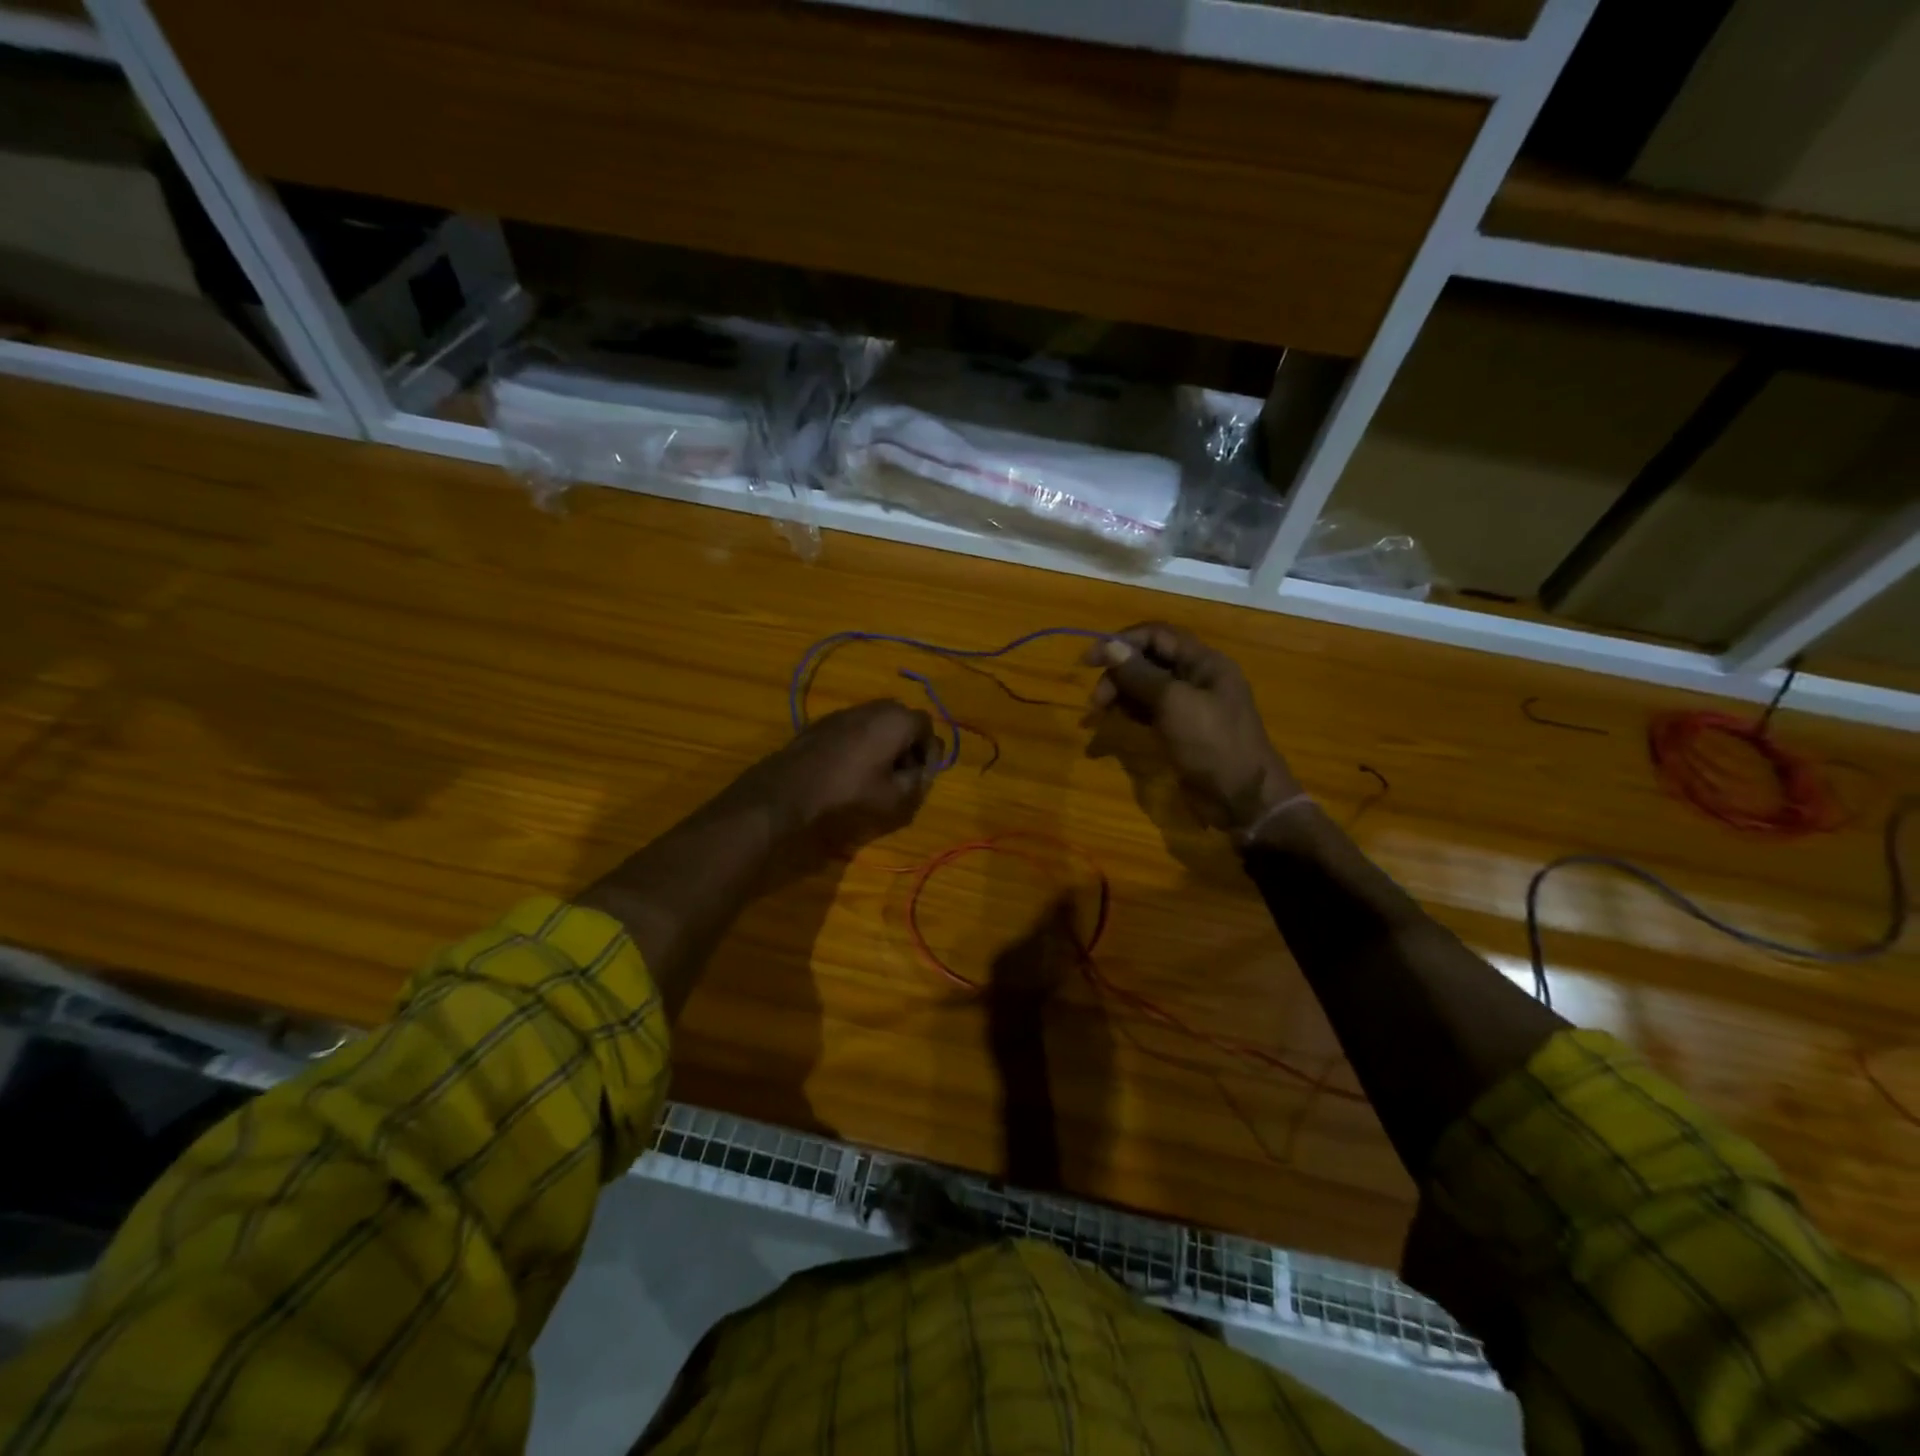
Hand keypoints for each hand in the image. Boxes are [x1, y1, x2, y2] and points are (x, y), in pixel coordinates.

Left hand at [733, 699, 938, 853]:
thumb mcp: (895, 798)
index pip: (927, 727)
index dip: (929, 753)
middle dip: (908, 745)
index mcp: (896, 720)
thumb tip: (922, 771)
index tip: (920, 776)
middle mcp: (875, 707)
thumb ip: (918, 781)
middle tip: (902, 773)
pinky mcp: (825, 721)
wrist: (791, 789)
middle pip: (903, 720)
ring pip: (878, 722)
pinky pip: (856, 726)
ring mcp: (847, 711)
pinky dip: (862, 742)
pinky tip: (851, 767)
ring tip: (877, 772)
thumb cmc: (849, 793)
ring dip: (885, 743)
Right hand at [1084, 623, 1299, 831]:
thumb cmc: (1213, 744)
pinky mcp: (1181, 729)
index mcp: (1204, 662)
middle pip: (1149, 660)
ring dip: (1120, 692)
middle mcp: (1197, 677)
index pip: (1156, 635)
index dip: (1121, 642)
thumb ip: (1140, 674)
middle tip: (1096, 702)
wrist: (1242, 798)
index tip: (1089, 661)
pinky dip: (1130, 711)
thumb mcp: (1174, 704)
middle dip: (1118, 673)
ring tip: (1100, 713)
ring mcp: (1190, 704)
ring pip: (1146, 686)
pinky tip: (1116, 721)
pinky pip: (1150, 710)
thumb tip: (1109, 646)